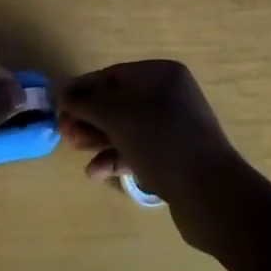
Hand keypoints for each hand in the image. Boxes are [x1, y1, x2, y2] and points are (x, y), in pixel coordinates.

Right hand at [58, 60, 247, 251]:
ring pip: (127, 128)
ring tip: (76, 150)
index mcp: (162, 75)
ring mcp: (174, 129)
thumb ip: (87, 102)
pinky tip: (96, 173)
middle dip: (90, 117)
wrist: (211, 195)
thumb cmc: (162, 141)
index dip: (84, 88)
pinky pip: (139, 151)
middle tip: (64, 132)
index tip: (60, 104)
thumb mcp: (118, 116)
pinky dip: (117, 158)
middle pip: (120, 102)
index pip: (114, 75)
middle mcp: (170, 96)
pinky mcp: (175, 159)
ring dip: (99, 138)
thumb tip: (63, 91)